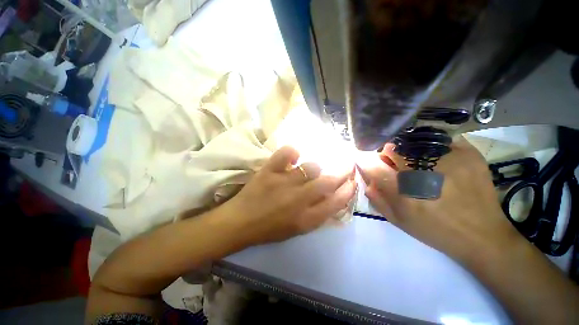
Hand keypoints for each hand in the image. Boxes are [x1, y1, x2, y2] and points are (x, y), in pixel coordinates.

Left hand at [221, 146, 356, 245]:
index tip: (353, 181)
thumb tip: (332, 200)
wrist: (239, 223)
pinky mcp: (269, 171)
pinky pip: (285, 154)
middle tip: (347, 164)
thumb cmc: (269, 229)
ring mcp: (283, 182)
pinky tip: (294, 156)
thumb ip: (317, 215)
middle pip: (328, 181)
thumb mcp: (297, 230)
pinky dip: (292, 151)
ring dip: (316, 166)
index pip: (336, 202)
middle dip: (342, 171)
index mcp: (306, 218)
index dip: (348, 190)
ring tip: (313, 168)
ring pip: (310, 166)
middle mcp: (298, 199)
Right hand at [358, 137, 522, 261]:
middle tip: (394, 164)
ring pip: (412, 142)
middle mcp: (423, 173)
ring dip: (406, 150)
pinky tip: (436, 160)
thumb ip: (377, 199)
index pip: (372, 165)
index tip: (364, 159)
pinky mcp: (468, 154)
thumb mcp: (399, 221)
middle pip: (392, 149)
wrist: (483, 235)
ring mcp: (448, 160)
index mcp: (404, 193)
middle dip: (386, 155)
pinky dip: (430, 147)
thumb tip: (367, 179)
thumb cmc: (435, 231)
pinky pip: (438, 140)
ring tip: (415, 163)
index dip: (365, 159)